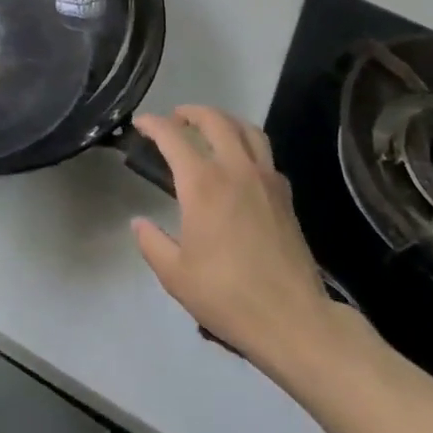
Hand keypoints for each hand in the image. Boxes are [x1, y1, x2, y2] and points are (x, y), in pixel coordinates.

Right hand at [132, 107, 368, 387]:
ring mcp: (266, 180)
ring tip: (208, 130)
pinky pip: (265, 154)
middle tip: (174, 120)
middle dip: (191, 112)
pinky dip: (247, 146)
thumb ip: (151, 242)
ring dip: (224, 121)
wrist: (293, 320)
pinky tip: (238, 165)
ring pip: (247, 130)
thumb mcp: (174, 274)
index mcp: (202, 184)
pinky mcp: (285, 196)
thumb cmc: (227, 295)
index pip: (173, 137)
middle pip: (215, 120)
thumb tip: (139, 223)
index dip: (153, 124)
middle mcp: (236, 170)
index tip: (140, 124)